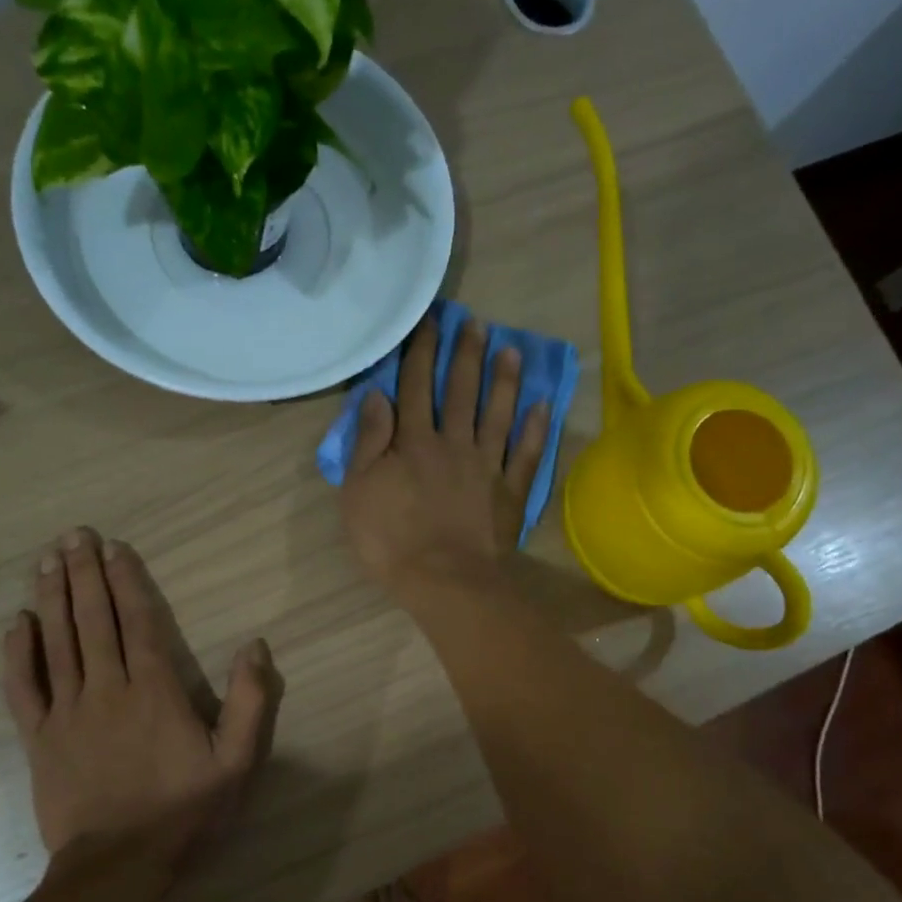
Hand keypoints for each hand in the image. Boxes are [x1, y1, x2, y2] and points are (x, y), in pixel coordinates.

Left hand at [2, 529, 282, 877]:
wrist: (118, 865)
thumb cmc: (183, 811)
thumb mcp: (237, 761)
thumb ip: (249, 701)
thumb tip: (254, 645)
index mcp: (155, 690)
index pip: (139, 622)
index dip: (126, 581)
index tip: (114, 547)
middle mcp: (107, 688)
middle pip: (93, 621)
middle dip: (84, 575)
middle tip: (74, 535)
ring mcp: (67, 712)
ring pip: (57, 643)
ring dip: (52, 598)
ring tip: (46, 560)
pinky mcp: (40, 739)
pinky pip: (23, 688)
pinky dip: (18, 654)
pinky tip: (17, 624)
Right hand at [340, 312, 550, 600]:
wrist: (443, 580)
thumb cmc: (390, 539)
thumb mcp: (359, 491)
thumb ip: (369, 442)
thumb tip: (377, 395)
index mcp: (413, 442)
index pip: (416, 387)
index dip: (421, 352)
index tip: (429, 321)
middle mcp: (453, 443)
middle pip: (461, 392)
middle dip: (466, 355)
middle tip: (475, 323)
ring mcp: (486, 467)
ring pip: (497, 414)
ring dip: (504, 381)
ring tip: (510, 349)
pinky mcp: (509, 492)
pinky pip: (526, 454)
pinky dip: (536, 429)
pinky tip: (542, 405)